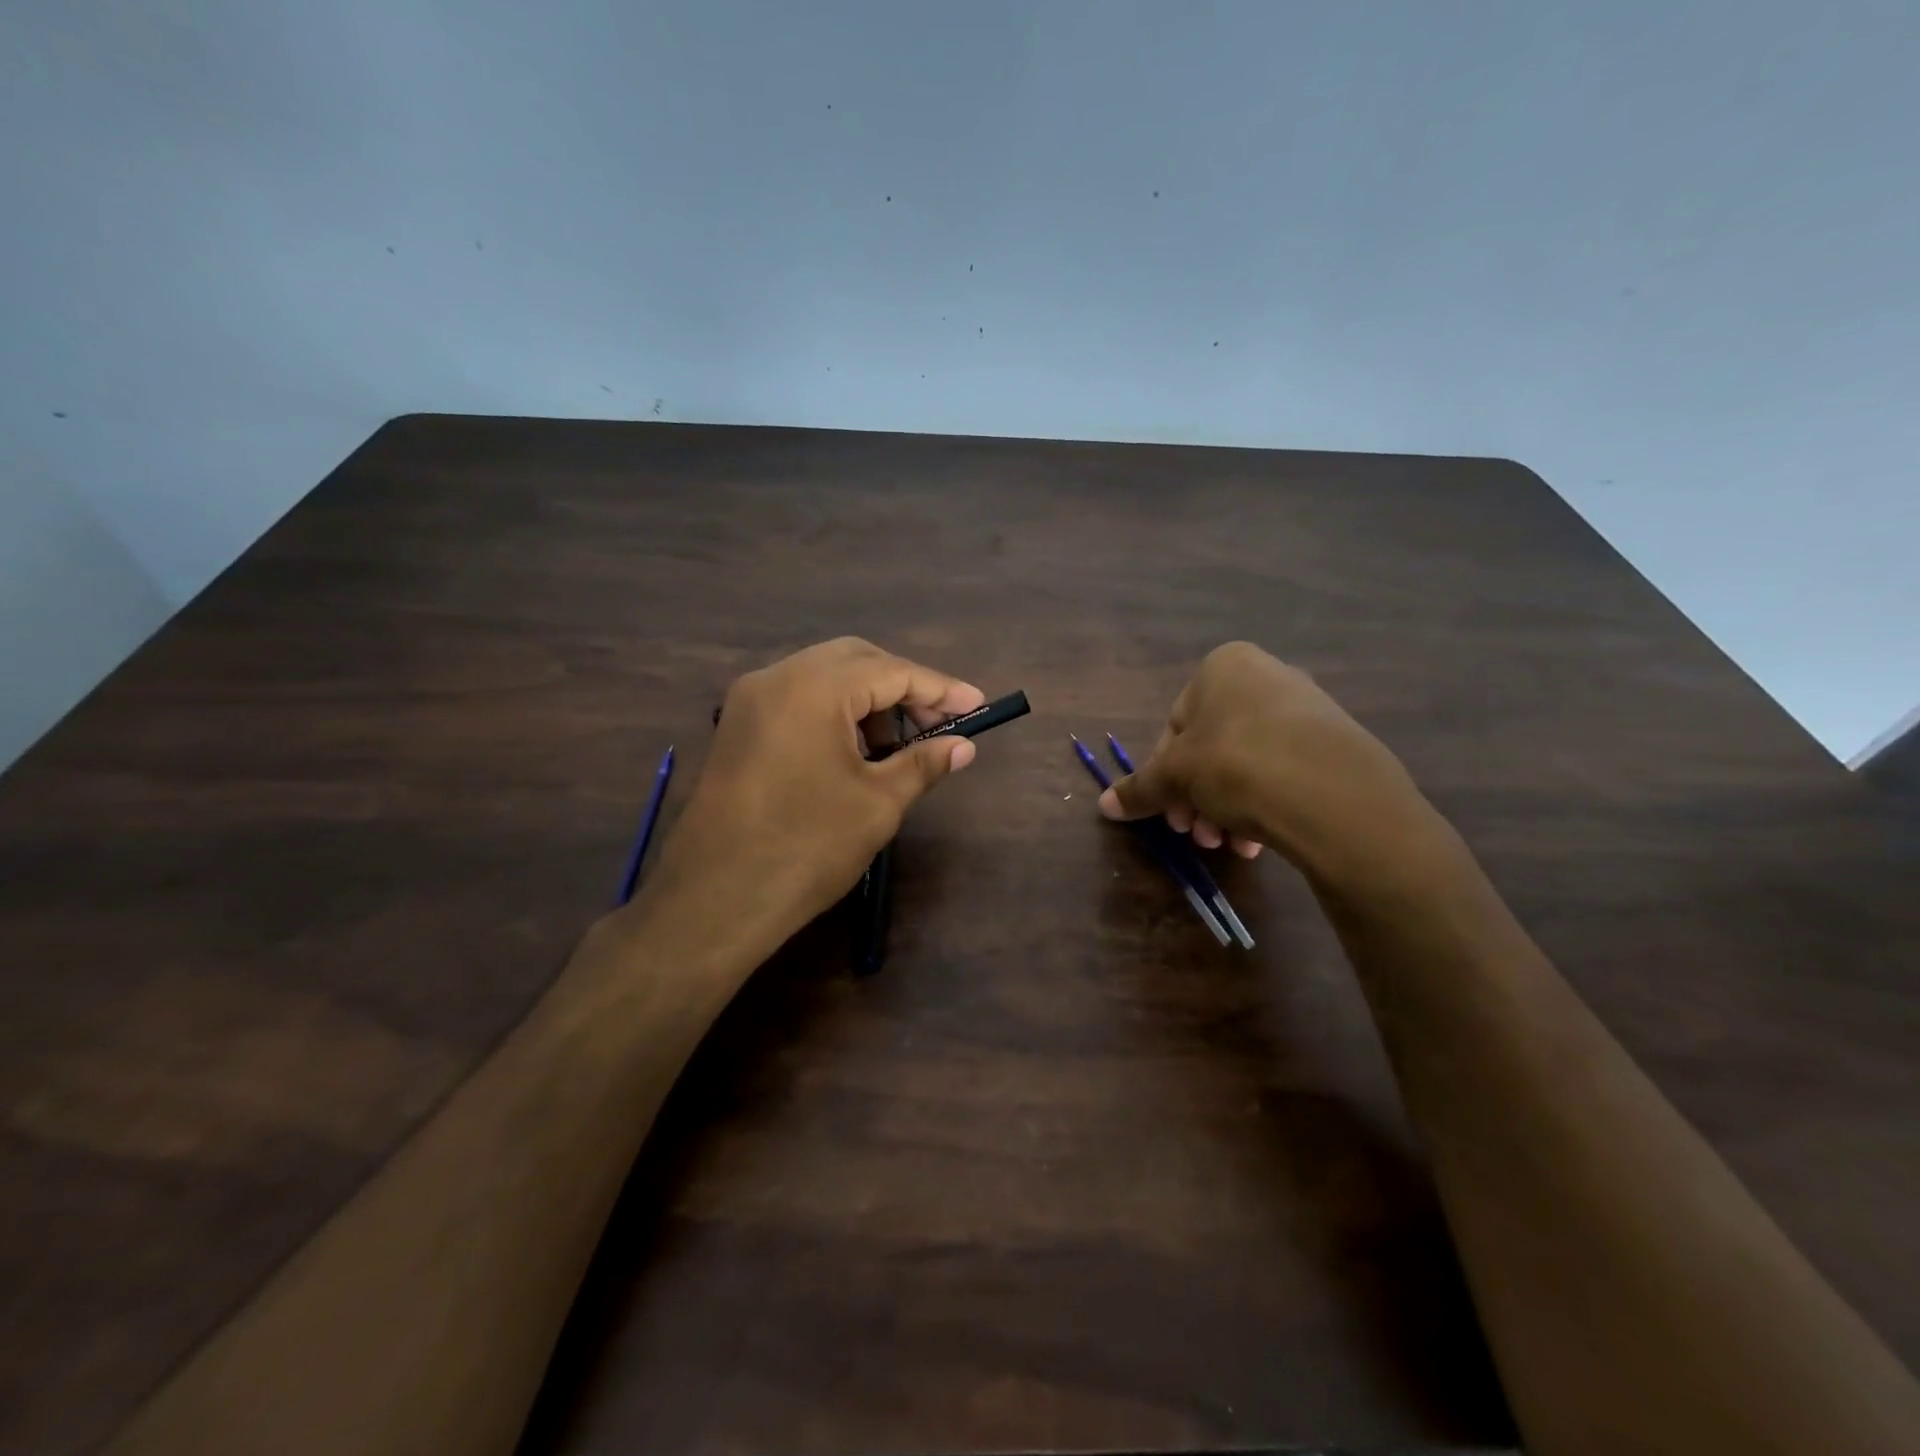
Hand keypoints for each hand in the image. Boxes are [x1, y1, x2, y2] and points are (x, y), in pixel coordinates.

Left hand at [638, 638, 984, 953]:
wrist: (714, 901)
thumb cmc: (806, 849)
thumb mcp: (877, 804)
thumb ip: (923, 764)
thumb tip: (963, 746)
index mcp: (813, 688)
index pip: (892, 671)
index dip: (940, 689)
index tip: (977, 706)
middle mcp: (776, 677)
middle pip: (856, 660)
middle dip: (903, 687)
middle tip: (938, 724)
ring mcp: (750, 700)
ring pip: (824, 676)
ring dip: (868, 699)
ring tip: (898, 745)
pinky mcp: (738, 726)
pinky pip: (798, 698)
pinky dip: (835, 712)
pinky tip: (855, 750)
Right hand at [1098, 642, 1439, 892]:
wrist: (1333, 794)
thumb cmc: (1235, 765)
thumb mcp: (1175, 778)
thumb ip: (1140, 789)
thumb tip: (1103, 805)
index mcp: (1223, 668)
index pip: (1174, 725)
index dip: (1164, 776)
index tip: (1170, 814)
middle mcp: (1266, 676)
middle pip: (1210, 746)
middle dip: (1197, 797)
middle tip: (1196, 834)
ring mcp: (1306, 708)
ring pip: (1246, 762)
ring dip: (1226, 808)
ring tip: (1229, 845)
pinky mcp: (1336, 742)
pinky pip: (1283, 771)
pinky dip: (1264, 803)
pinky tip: (1258, 841)